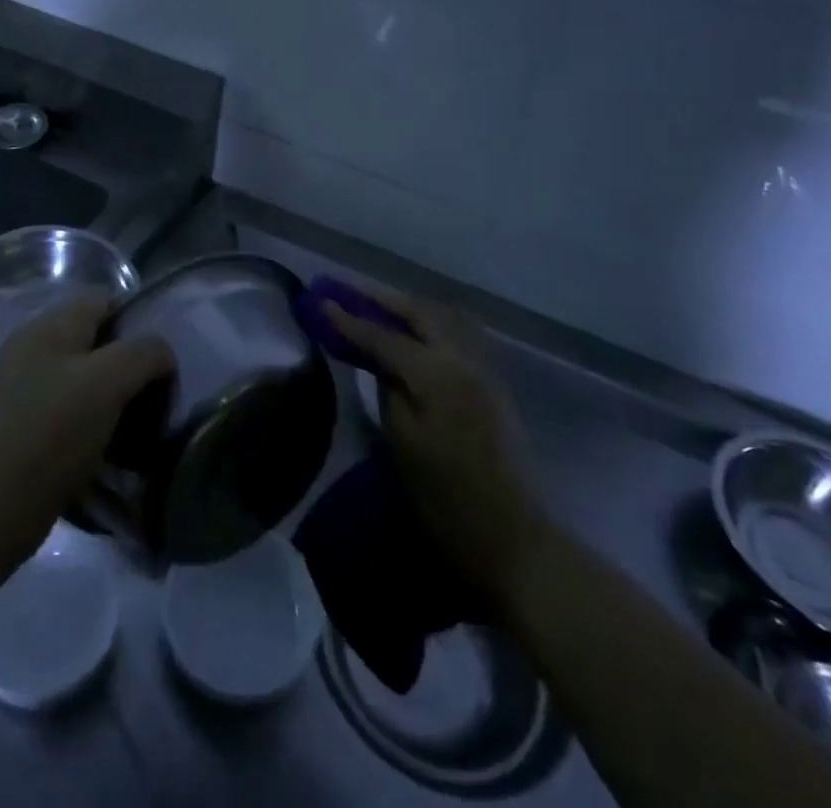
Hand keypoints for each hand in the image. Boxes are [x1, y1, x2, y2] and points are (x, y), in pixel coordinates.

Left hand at [0, 294, 175, 565]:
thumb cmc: (53, 432)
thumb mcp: (108, 382)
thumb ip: (144, 353)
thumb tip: (161, 354)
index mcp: (50, 325)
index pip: (105, 298)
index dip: (138, 319)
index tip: (161, 358)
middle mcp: (32, 345)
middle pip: (95, 337)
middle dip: (128, 361)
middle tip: (154, 393)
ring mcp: (22, 384)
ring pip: (83, 374)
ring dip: (112, 394)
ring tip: (136, 423)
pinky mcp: (21, 422)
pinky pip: (67, 406)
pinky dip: (91, 419)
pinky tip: (107, 445)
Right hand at [326, 290, 550, 596]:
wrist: (510, 537)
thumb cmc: (444, 497)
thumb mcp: (401, 442)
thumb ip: (388, 387)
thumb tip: (380, 358)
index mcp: (437, 373)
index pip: (384, 336)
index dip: (349, 319)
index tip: (320, 300)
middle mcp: (464, 358)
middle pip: (420, 312)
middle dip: (382, 300)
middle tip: (349, 293)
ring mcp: (484, 368)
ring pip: (444, 317)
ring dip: (410, 308)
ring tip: (380, 309)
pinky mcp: (493, 383)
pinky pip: (458, 334)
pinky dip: (431, 324)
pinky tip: (415, 334)